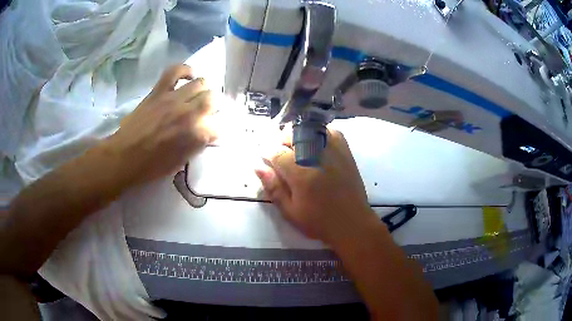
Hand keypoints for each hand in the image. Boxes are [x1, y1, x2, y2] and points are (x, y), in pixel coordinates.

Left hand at [104, 65, 216, 186]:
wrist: (124, 157)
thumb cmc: (151, 166)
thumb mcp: (180, 162)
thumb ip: (196, 146)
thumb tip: (206, 135)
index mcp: (195, 134)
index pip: (218, 127)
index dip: (215, 131)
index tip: (210, 135)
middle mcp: (188, 112)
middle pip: (213, 99)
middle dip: (214, 107)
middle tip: (206, 114)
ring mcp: (173, 98)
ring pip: (200, 83)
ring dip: (203, 91)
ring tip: (197, 97)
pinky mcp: (159, 91)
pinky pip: (175, 71)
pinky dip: (185, 71)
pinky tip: (189, 77)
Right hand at [255, 130, 378, 245]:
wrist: (352, 222)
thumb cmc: (319, 221)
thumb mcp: (290, 211)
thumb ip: (273, 187)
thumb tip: (257, 166)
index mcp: (301, 174)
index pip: (276, 152)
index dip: (267, 154)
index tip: (266, 161)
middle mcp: (316, 156)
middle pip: (291, 135)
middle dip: (281, 143)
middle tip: (281, 159)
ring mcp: (333, 150)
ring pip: (308, 130)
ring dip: (297, 137)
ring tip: (296, 152)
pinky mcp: (345, 150)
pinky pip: (328, 131)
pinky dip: (317, 134)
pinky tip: (314, 145)